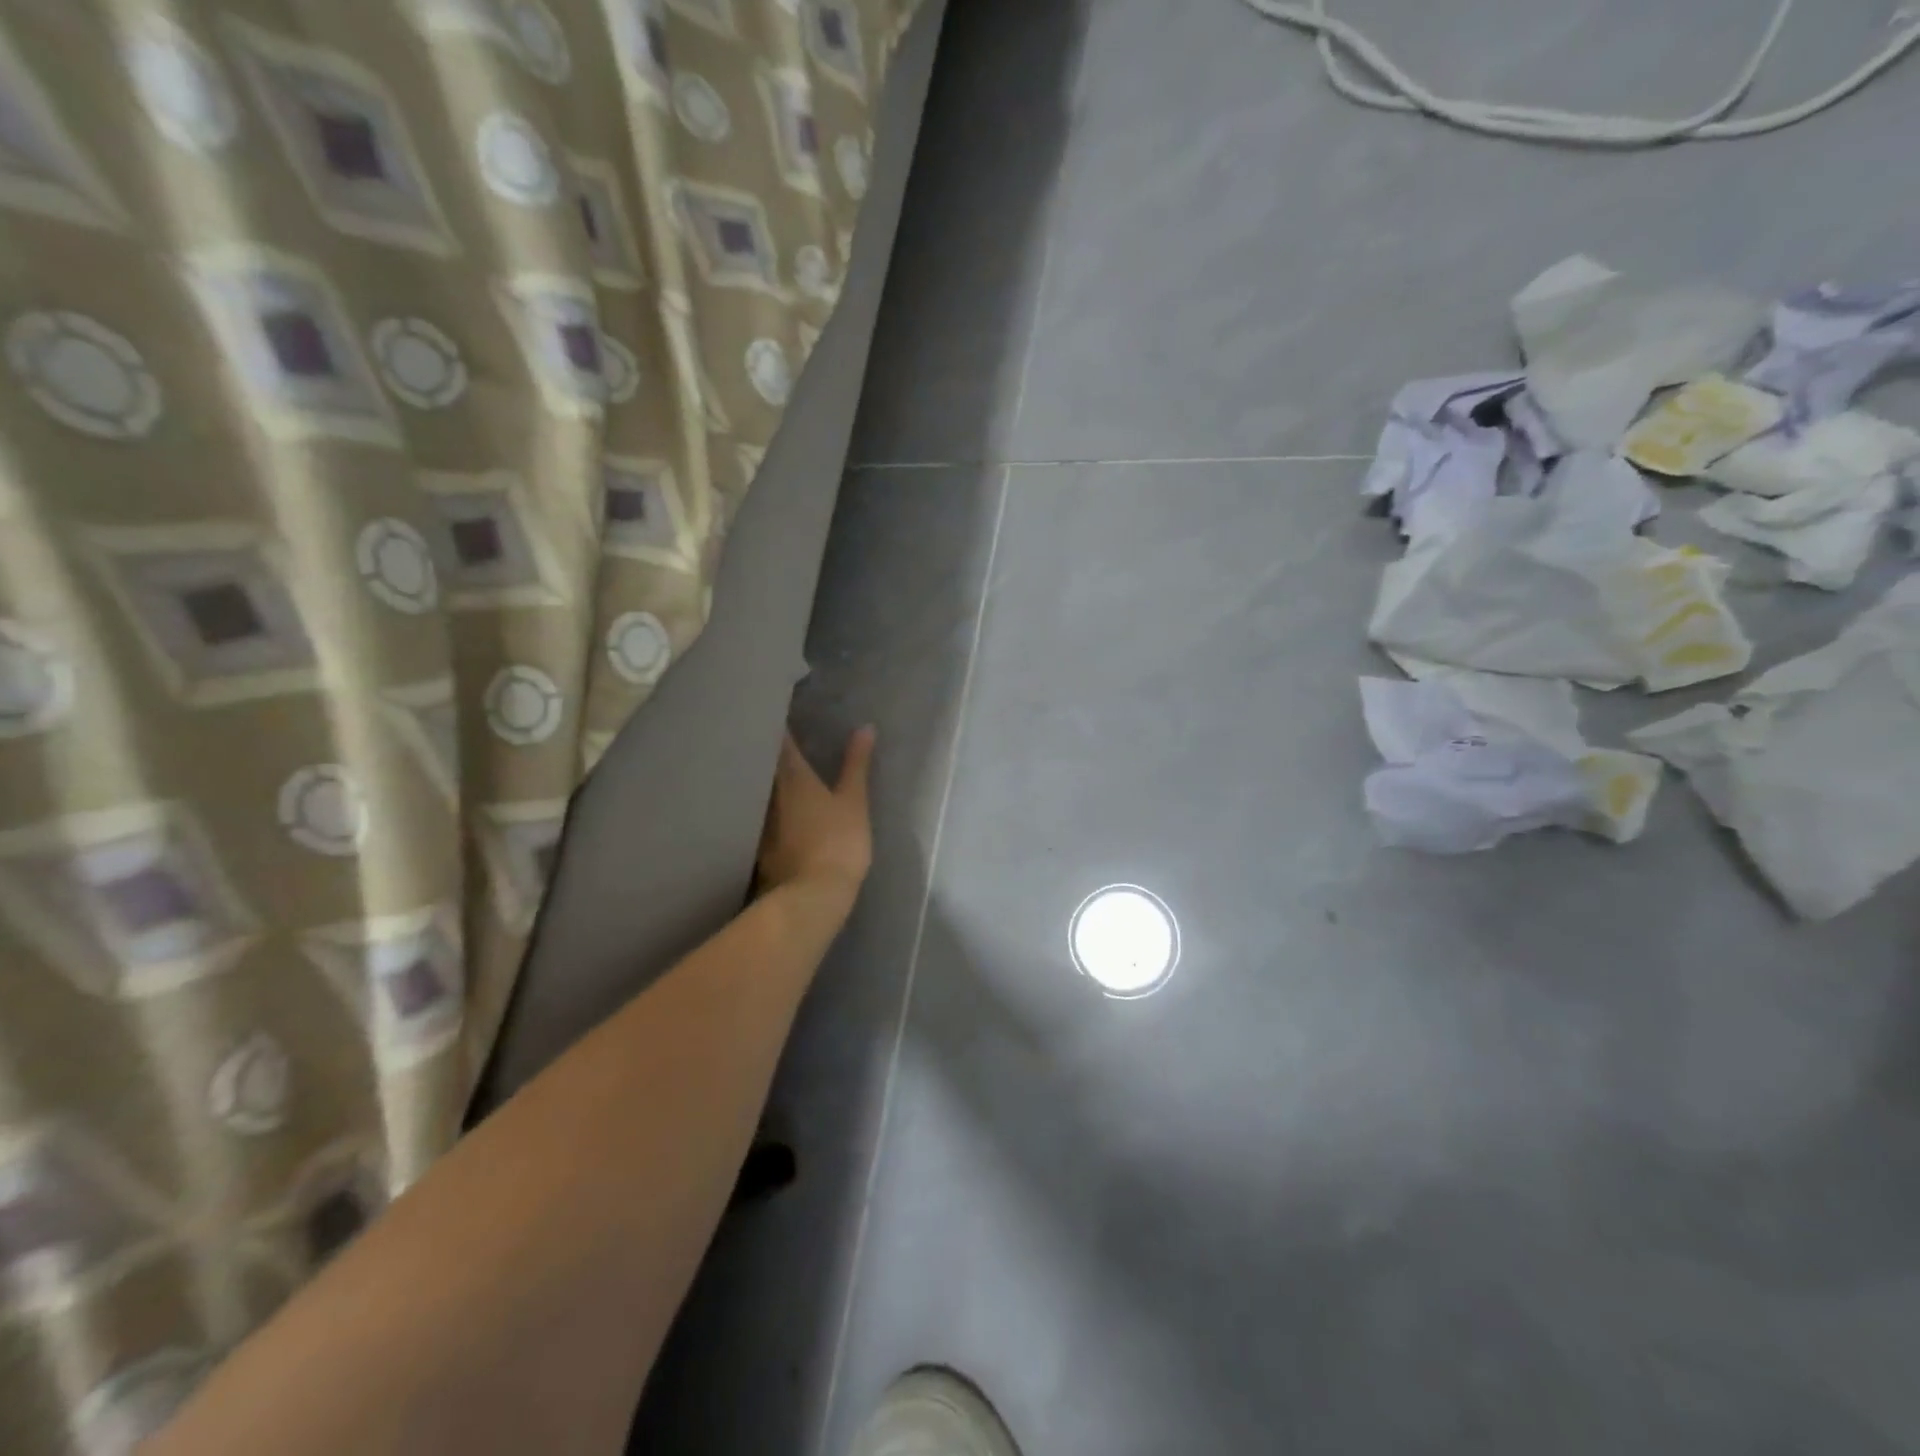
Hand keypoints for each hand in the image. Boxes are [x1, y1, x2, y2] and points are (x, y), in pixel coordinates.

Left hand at [757, 727, 874, 908]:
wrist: (812, 896)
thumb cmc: (838, 842)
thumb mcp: (854, 801)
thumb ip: (856, 764)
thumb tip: (865, 727)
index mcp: (793, 775)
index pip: (779, 740)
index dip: (777, 723)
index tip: (776, 707)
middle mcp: (768, 791)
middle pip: (761, 762)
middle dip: (766, 746)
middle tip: (774, 731)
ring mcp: (760, 819)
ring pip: (756, 787)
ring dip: (761, 774)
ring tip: (772, 763)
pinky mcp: (757, 843)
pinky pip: (757, 813)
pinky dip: (762, 804)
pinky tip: (772, 807)